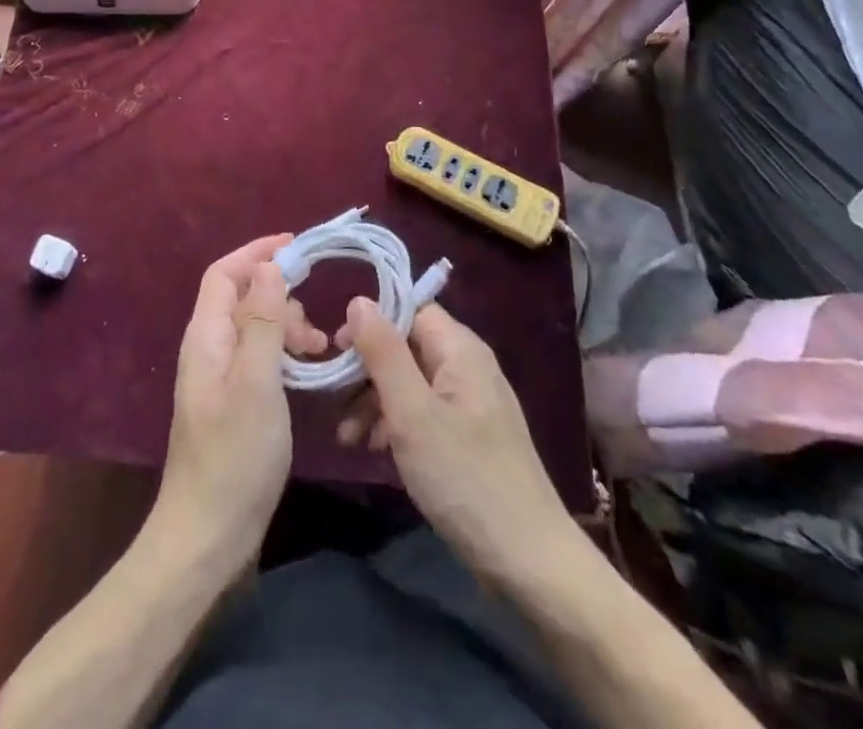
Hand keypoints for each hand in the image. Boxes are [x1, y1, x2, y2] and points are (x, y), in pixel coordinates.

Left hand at [153, 235, 326, 574]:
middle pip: (242, 298)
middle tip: (313, 331)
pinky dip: (284, 354)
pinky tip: (307, 373)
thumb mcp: (257, 382)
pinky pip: (260, 357)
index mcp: (206, 336)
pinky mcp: (233, 402)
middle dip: (280, 298)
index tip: (297, 247)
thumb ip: (264, 322)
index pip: (225, 273)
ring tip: (318, 352)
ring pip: (255, 328)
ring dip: (287, 327)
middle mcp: (208, 348)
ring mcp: (219, 377)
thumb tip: (269, 267)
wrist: (208, 535)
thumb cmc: (235, 455)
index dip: (257, 253)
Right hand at [336, 299, 566, 586]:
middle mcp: (468, 366)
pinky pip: (425, 412)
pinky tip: (376, 450)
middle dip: (367, 370)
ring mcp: (471, 403)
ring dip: (376, 401)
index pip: (409, 309)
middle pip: (407, 346)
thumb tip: (359, 300)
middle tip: (333, 397)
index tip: (336, 348)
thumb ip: (383, 352)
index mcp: (460, 349)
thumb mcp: (411, 413)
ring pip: (411, 382)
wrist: (529, 562)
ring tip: (348, 437)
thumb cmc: (464, 478)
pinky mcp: (471, 437)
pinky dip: (397, 424)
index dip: (370, 322)